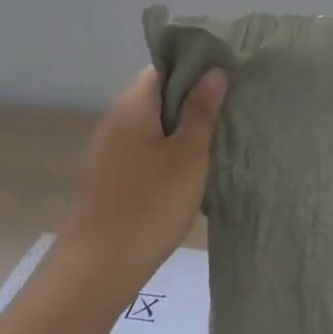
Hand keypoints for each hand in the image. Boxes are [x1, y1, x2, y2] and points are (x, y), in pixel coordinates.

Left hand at [57, 66, 227, 310]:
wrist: (100, 265)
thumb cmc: (150, 203)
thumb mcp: (188, 154)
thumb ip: (201, 111)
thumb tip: (214, 71)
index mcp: (133, 104)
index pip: (164, 67)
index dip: (196, 68)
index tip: (228, 76)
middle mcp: (116, 118)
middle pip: (158, 95)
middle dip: (193, 99)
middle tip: (232, 107)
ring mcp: (110, 148)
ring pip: (153, 124)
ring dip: (182, 127)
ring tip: (219, 136)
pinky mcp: (111, 174)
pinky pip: (145, 148)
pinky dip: (168, 150)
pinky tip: (192, 167)